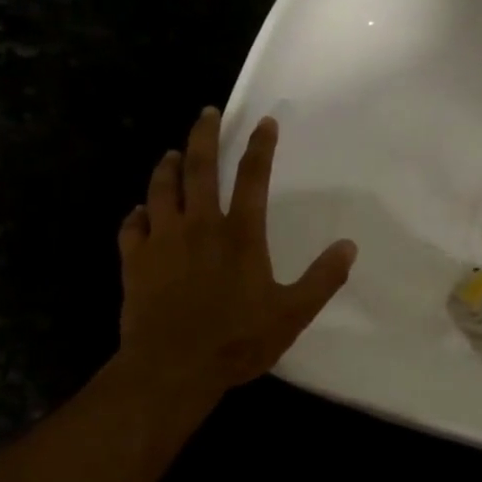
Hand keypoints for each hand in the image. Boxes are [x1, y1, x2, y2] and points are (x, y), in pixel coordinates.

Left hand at [115, 108, 355, 403]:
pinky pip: (132, 228)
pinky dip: (137, 215)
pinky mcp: (135, 262)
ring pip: (160, 190)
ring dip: (167, 167)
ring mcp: (162, 242)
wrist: (171, 368)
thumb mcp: (293, 313)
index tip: (264, 121)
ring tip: (172, 154)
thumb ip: (323, 278)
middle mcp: (199, 226)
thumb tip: (349, 246)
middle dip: (204, 135)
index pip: (253, 177)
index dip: (260, 146)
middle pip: (199, 169)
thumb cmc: (236, 340)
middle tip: (207, 113)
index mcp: (240, 234)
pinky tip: (139, 212)